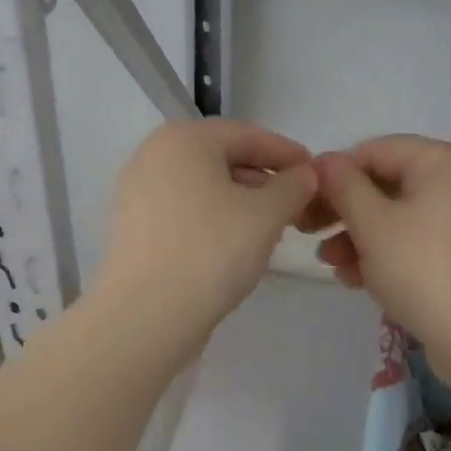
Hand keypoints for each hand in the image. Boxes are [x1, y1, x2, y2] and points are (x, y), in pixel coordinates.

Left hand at [97, 119, 317, 331]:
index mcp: (183, 139)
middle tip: (298, 204)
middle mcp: (153, 156)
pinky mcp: (134, 227)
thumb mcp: (266, 214)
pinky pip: (184, 211)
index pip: (247, 135)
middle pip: (222, 158)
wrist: (146, 315)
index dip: (287, 153)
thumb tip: (304, 175)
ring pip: (203, 187)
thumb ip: (293, 186)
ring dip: (241, 201)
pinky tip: (237, 245)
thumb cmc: (211, 250)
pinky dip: (214, 219)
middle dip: (264, 179)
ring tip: (273, 227)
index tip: (317, 173)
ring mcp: (137, 192)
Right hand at [305, 136, 450, 379]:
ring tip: (331, 264)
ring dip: (359, 237)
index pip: (375, 150)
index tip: (304, 203)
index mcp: (444, 161)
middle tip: (309, 233)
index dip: (334, 173)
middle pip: (387, 184)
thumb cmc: (423, 268)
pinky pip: (418, 243)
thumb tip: (323, 161)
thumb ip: (343, 185)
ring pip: (400, 217)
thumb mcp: (372, 222)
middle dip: (344, 211)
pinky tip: (356, 280)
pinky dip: (386, 255)